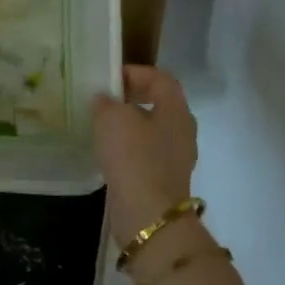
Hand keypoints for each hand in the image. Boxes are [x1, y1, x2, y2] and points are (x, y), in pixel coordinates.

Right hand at [92, 65, 198, 245]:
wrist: (148, 213)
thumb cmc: (133, 157)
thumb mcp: (111, 118)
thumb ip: (106, 102)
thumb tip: (104, 99)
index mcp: (176, 109)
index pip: (160, 78)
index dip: (135, 72)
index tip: (108, 78)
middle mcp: (182, 129)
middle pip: (159, 102)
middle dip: (132, 97)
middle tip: (104, 99)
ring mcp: (177, 155)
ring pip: (153, 128)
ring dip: (129, 123)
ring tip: (102, 125)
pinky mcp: (165, 177)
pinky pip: (147, 151)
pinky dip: (129, 146)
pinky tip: (109, 152)